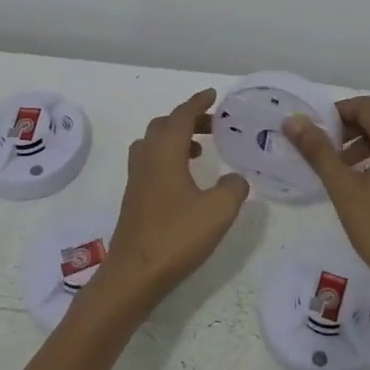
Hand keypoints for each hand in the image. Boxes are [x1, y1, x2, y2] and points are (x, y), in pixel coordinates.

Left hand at [96, 89, 250, 308]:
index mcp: (165, 153)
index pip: (181, 116)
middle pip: (164, 126)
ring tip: (199, 150)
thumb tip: (236, 179)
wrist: (134, 274)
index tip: (212, 95)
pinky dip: (168, 157)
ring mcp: (136, 179)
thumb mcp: (218, 211)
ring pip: (153, 144)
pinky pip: (150, 162)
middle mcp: (147, 159)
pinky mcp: (134, 198)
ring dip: (175, 138)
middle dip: (187, 119)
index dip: (197, 103)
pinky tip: (185, 180)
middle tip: (212, 125)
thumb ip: (233, 188)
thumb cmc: (176, 237)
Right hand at [284, 96, 369, 295]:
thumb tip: (293, 122)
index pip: (367, 106)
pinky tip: (365, 181)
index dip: (339, 111)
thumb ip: (318, 151)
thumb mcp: (343, 188)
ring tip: (342, 166)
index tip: (317, 130)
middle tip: (327, 147)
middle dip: (352, 126)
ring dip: (366, 141)